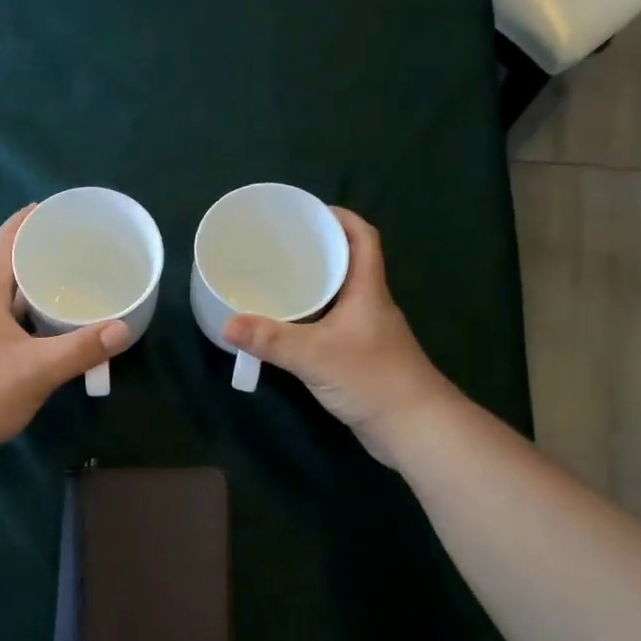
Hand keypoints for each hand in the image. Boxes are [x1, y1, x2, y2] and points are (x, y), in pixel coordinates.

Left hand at [0, 206, 131, 453]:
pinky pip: (9, 323)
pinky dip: (29, 316)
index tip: (42, 208)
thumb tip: (121, 328)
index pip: (0, 248)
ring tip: (63, 281)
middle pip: (3, 270)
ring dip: (30, 286)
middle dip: (30, 253)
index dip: (19, 224)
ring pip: (6, 300)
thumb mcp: (37, 369)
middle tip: (66, 246)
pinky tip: (49, 327)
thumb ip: (80, 349)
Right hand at [222, 208, 453, 466]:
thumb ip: (271, 340)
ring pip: (339, 295)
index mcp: (367, 289)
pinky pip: (332, 322)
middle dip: (318, 249)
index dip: (341, 218)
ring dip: (313, 284)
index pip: (362, 238)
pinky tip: (288, 325)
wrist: (413, 428)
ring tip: (276, 279)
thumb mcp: (315, 355)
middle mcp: (369, 304)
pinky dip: (311, 316)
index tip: (309, 213)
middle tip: (279, 246)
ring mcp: (366, 331)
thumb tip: (227, 323)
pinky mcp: (359, 355)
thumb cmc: (372, 378)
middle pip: (348, 263)